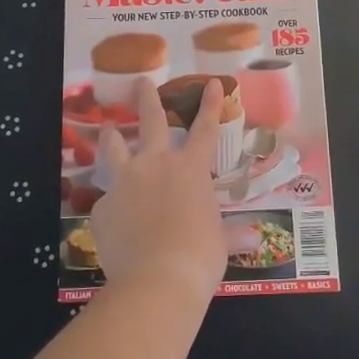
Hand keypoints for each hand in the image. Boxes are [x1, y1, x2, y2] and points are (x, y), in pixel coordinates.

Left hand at [90, 77, 225, 300]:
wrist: (157, 278)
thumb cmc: (200, 255)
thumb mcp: (220, 242)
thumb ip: (232, 234)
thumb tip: (256, 237)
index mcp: (190, 169)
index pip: (205, 128)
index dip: (211, 104)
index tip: (213, 81)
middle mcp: (156, 164)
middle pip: (150, 120)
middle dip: (147, 97)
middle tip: (140, 81)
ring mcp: (125, 181)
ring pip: (114, 147)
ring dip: (112, 135)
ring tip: (108, 127)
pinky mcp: (102, 206)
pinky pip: (107, 201)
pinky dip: (113, 205)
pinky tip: (115, 221)